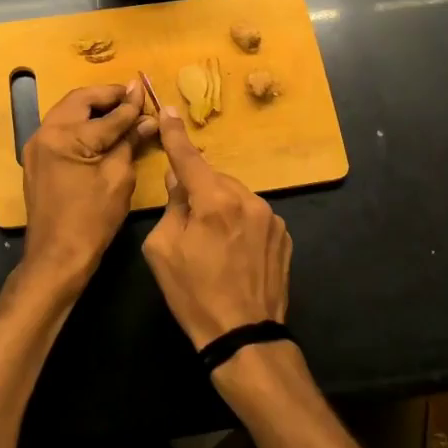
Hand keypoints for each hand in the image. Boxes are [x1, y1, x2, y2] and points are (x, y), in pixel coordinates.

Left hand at [19, 80, 156, 291]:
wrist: (56, 256)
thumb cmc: (91, 219)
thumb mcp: (118, 177)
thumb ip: (130, 141)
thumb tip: (147, 119)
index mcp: (65, 136)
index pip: (106, 114)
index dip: (130, 104)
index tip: (146, 91)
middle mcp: (45, 133)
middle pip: (80, 100)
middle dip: (108, 96)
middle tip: (133, 96)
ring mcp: (37, 145)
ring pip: (68, 111)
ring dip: (94, 107)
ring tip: (121, 110)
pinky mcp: (37, 158)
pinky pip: (61, 128)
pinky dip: (82, 122)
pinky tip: (102, 129)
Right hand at [141, 107, 291, 349]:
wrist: (244, 336)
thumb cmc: (194, 295)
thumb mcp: (163, 251)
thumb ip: (171, 207)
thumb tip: (178, 181)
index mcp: (214, 201)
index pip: (189, 158)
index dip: (176, 135)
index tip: (169, 110)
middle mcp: (247, 199)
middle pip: (214, 180)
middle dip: (199, 190)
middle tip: (188, 223)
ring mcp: (271, 217)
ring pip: (236, 197)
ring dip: (222, 207)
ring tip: (214, 245)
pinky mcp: (284, 235)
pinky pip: (254, 215)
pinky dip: (241, 223)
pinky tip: (235, 253)